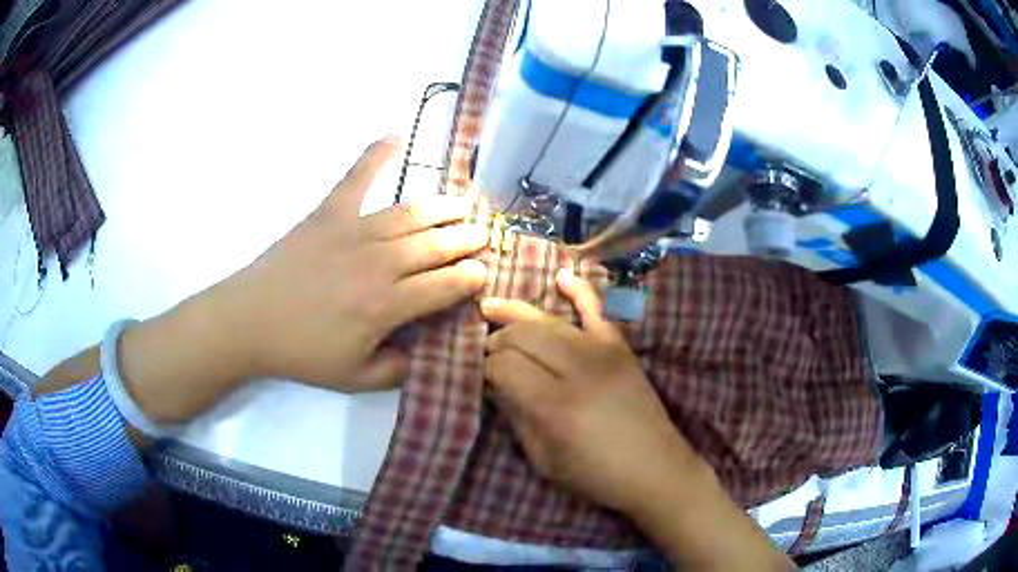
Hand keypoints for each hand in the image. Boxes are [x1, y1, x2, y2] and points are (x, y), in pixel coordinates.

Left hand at [206, 135, 487, 388]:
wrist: (250, 321)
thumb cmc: (302, 352)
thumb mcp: (356, 378)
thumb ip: (399, 368)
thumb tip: (429, 351)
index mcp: (385, 305)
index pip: (444, 285)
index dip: (470, 278)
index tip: (483, 272)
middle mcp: (378, 263)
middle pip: (435, 245)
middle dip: (466, 239)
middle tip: (483, 235)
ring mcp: (353, 231)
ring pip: (410, 214)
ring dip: (442, 208)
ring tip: (463, 204)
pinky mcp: (329, 213)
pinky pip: (357, 178)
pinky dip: (375, 155)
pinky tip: (394, 135)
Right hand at [480, 269, 701, 515]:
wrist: (655, 469)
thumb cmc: (596, 475)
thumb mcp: (543, 459)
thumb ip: (516, 417)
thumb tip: (494, 384)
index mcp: (554, 406)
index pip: (503, 366)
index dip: (485, 367)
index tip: (481, 376)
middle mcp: (577, 370)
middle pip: (522, 336)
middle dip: (497, 339)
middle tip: (487, 351)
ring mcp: (602, 353)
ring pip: (548, 321)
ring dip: (517, 315)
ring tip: (492, 310)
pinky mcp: (621, 348)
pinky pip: (597, 309)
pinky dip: (578, 289)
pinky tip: (560, 276)